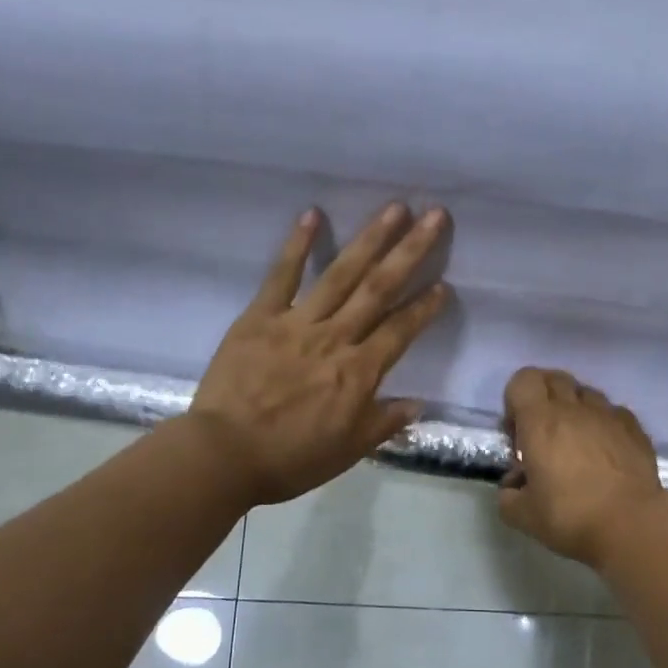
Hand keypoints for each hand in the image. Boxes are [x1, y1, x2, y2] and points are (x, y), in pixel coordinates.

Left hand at [188, 203, 449, 505]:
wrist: (223, 455)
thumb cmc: (289, 459)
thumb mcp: (346, 451)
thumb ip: (383, 423)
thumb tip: (418, 404)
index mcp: (358, 373)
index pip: (401, 332)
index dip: (425, 307)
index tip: (445, 284)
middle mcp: (335, 338)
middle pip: (379, 289)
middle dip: (411, 251)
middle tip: (436, 216)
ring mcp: (297, 323)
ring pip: (341, 274)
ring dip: (370, 238)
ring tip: (395, 208)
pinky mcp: (260, 317)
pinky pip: (282, 276)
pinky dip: (297, 244)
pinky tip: (313, 214)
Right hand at [497, 368, 666, 568]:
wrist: (632, 527)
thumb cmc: (571, 517)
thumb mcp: (523, 515)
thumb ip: (508, 495)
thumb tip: (514, 484)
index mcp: (540, 421)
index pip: (523, 380)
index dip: (514, 399)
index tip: (517, 432)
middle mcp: (574, 409)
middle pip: (554, 378)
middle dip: (542, 397)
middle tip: (541, 433)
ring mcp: (609, 415)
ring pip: (585, 392)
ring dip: (574, 408)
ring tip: (575, 441)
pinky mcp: (635, 429)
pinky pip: (612, 412)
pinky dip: (602, 423)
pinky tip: (604, 451)